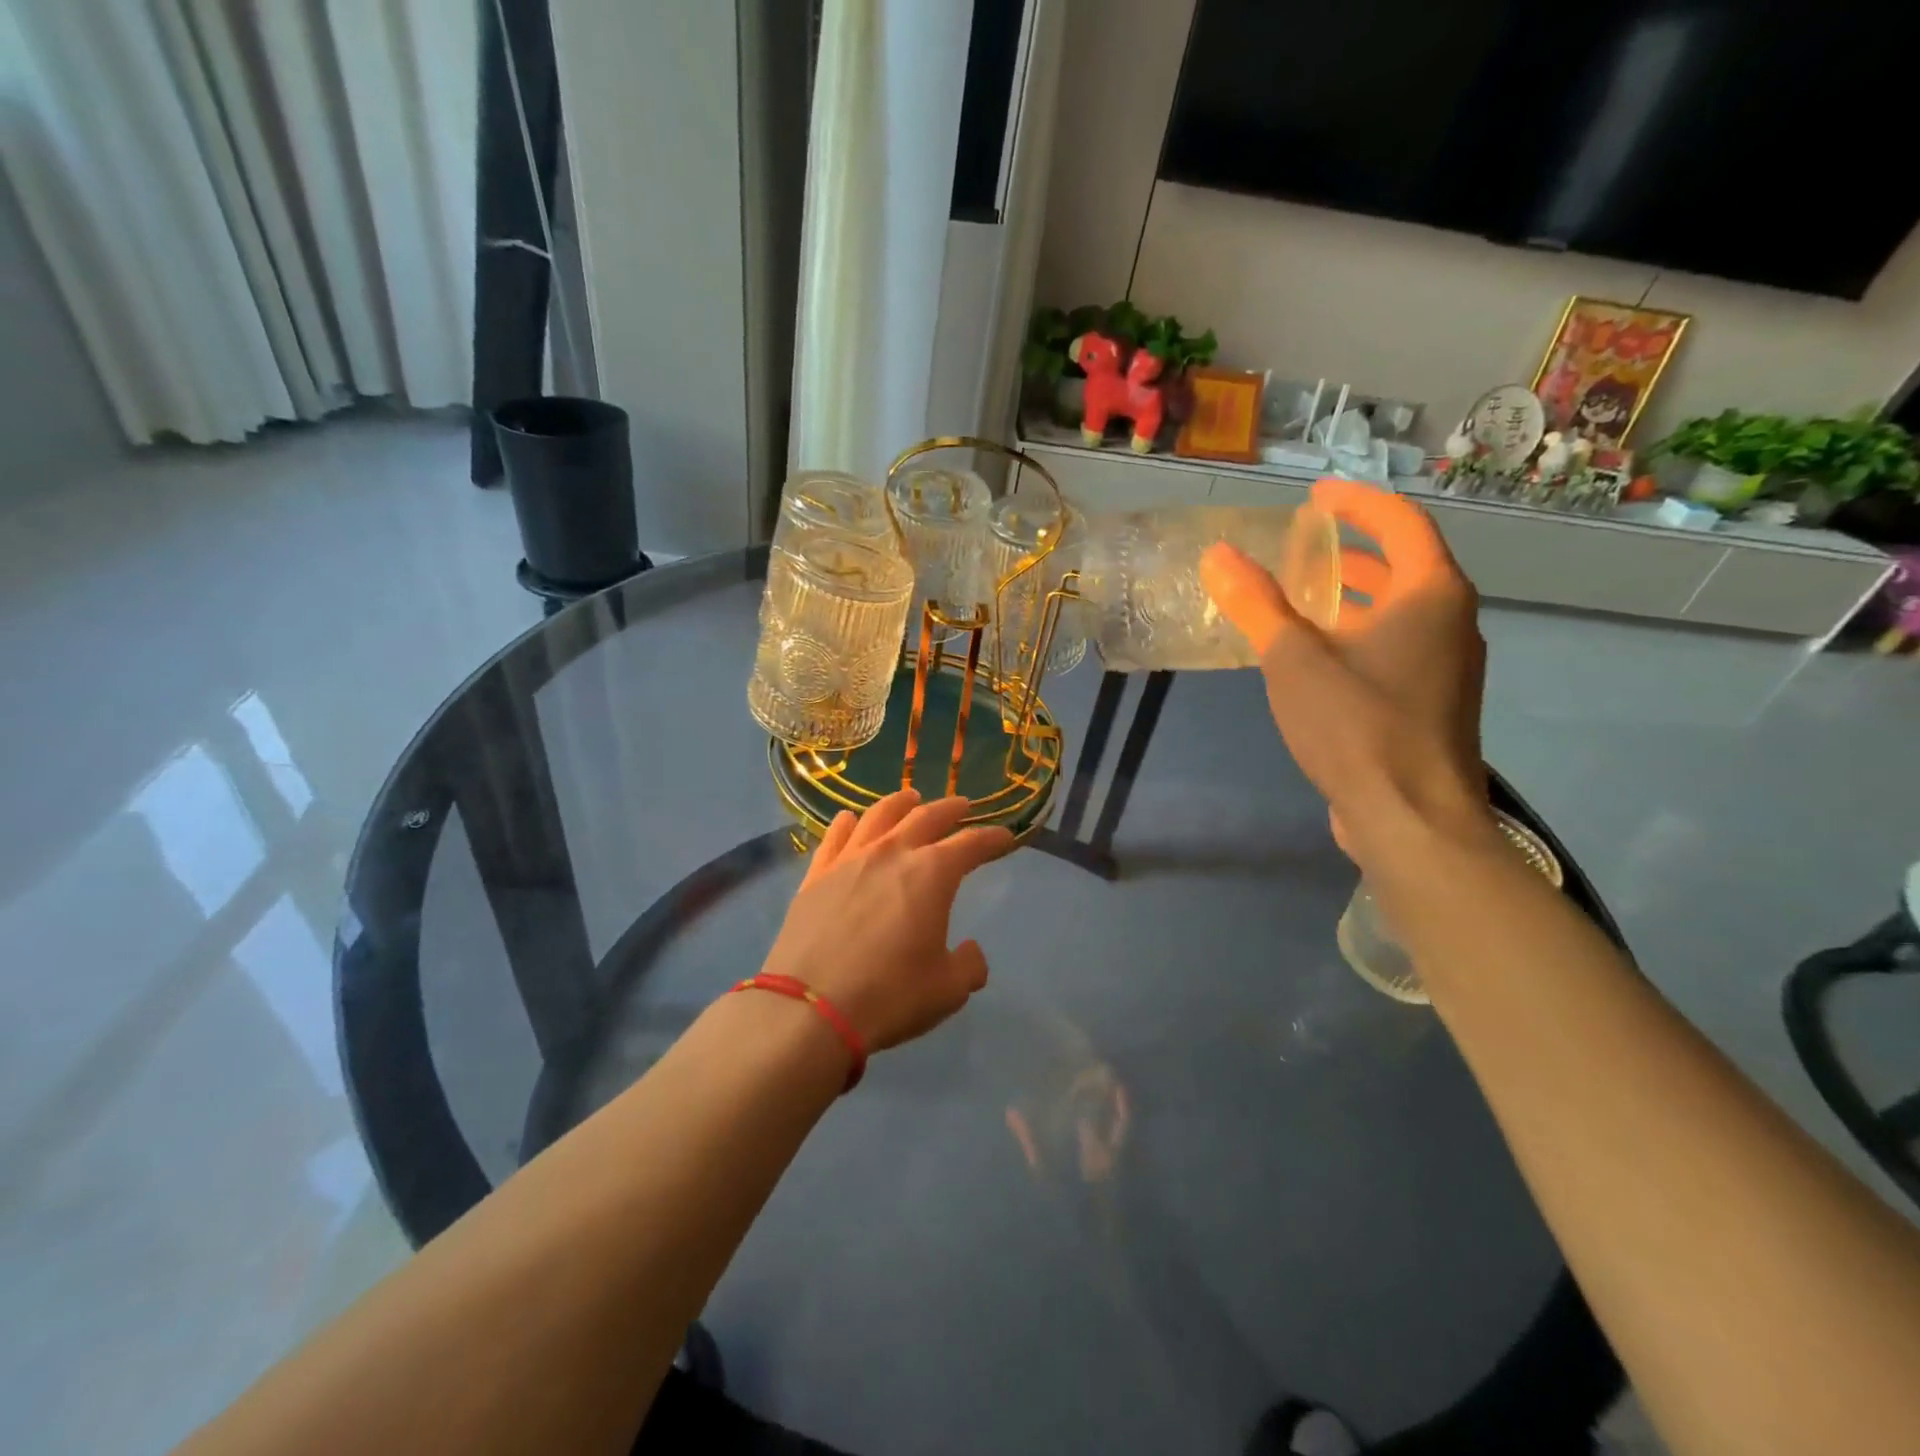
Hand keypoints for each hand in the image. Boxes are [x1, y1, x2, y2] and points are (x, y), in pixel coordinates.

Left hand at [762, 790, 1015, 1052]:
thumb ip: (968, 965)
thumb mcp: (947, 990)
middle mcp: (892, 853)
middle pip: (925, 817)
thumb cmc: (890, 995)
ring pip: (879, 816)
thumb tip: (971, 952)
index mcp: (932, 873)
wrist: (810, 1008)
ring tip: (909, 799)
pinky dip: (847, 823)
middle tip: (962, 805)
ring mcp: (850, 860)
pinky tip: (849, 819)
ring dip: (900, 804)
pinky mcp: (816, 875)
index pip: (971, 844)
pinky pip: (834, 836)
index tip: (1005, 837)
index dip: (991, 839)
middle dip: (949, 809)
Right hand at [1199, 478, 1491, 867]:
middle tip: (1300, 547)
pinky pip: (1394, 647)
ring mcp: (1447, 666)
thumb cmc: (1357, 726)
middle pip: (1403, 565)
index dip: (1356, 503)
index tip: (1314, 498)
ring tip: (1300, 596)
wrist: (1411, 818)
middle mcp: (1451, 621)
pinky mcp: (1431, 703)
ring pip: (1398, 611)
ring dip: (1352, 596)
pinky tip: (1316, 658)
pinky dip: (1358, 634)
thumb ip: (1256, 604)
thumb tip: (1218, 554)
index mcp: (1430, 594)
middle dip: (1351, 551)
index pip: (1400, 522)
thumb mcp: (1293, 659)